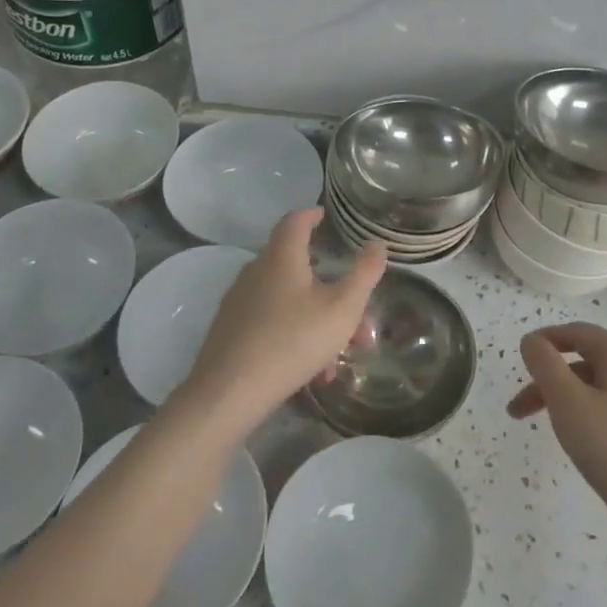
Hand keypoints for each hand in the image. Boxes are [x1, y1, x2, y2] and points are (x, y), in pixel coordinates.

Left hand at [177, 207, 386, 433]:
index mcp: (281, 257)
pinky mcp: (230, 329)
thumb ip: (363, 275)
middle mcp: (256, 271)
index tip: (324, 215)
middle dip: (329, 286)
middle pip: (296, 266)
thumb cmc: (293, 340)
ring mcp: (239, 300)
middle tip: (354, 310)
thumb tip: (377, 245)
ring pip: (287, 300)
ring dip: (317, 319)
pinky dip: (295, 334)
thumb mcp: (342, 309)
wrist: (230, 392)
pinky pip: (271, 321)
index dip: (312, 214)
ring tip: (338, 355)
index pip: (295, 221)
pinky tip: (311, 371)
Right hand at [508, 322, 606, 543]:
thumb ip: (544, 363)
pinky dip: (586, 415)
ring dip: (564, 400)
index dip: (546, 339)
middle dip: (548, 380)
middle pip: (585, 362)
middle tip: (519, 409)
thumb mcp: (566, 400)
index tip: (521, 355)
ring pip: (597, 389)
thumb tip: (533, 341)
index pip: (578, 332)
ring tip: (544, 428)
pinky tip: (578, 441)